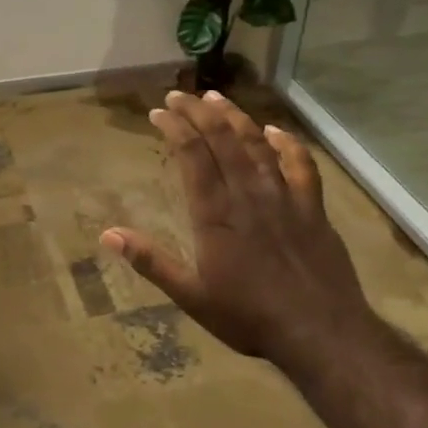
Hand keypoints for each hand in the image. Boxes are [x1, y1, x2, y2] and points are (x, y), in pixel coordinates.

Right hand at [101, 90, 375, 365]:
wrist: (320, 331)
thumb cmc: (249, 316)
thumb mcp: (191, 295)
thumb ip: (151, 261)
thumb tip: (108, 235)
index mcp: (215, 214)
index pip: (192, 156)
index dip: (175, 128)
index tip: (159, 112)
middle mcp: (248, 195)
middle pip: (222, 140)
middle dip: (198, 112)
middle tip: (180, 95)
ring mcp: (284, 197)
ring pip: (257, 144)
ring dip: (235, 117)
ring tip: (216, 98)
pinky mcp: (313, 208)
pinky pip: (301, 165)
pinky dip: (286, 143)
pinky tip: (275, 131)